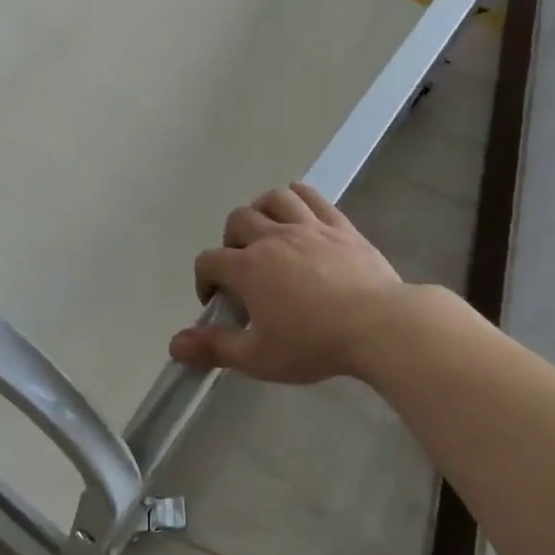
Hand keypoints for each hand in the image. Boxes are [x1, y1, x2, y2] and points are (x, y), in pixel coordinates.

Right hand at [169, 183, 417, 383]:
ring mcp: (308, 226)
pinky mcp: (340, 226)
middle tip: (243, 268)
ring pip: (273, 199)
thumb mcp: (259, 357)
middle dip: (231, 242)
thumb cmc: (315, 344)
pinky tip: (298, 212)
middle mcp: (273, 237)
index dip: (205, 279)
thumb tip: (174, 345)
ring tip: (267, 234)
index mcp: (248, 268)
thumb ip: (215, 348)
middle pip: (237, 220)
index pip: (209, 261)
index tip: (216, 300)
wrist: (380, 326)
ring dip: (262, 212)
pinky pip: (312, 197)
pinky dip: (297, 198)